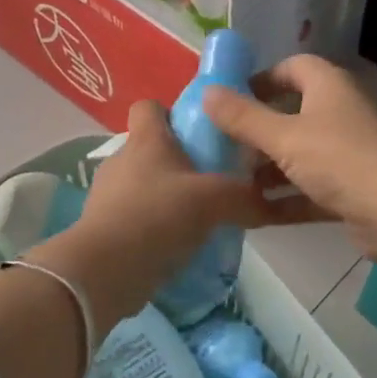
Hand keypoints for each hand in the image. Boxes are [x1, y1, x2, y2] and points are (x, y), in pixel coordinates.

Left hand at [36, 100, 267, 333]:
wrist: (105, 271)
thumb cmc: (157, 217)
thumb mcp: (214, 201)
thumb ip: (245, 197)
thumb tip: (271, 203)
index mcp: (146, 140)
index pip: (150, 106)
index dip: (174, 112)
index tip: (201, 132)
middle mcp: (123, 160)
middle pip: (153, 148)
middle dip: (181, 161)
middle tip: (214, 180)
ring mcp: (109, 195)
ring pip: (146, 185)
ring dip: (169, 197)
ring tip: (202, 216)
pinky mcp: (106, 228)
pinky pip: (138, 217)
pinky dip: (157, 226)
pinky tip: (180, 243)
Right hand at [202, 55, 376, 261]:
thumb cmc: (338, 159)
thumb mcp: (283, 137)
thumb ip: (243, 117)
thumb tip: (207, 92)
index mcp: (328, 87)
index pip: (293, 67)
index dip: (262, 78)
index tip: (231, 98)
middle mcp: (339, 114)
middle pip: (292, 113)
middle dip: (258, 130)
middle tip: (223, 146)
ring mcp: (347, 153)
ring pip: (299, 154)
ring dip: (268, 168)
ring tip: (231, 183)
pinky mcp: (350, 189)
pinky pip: (310, 188)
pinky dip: (285, 198)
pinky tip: (254, 214)